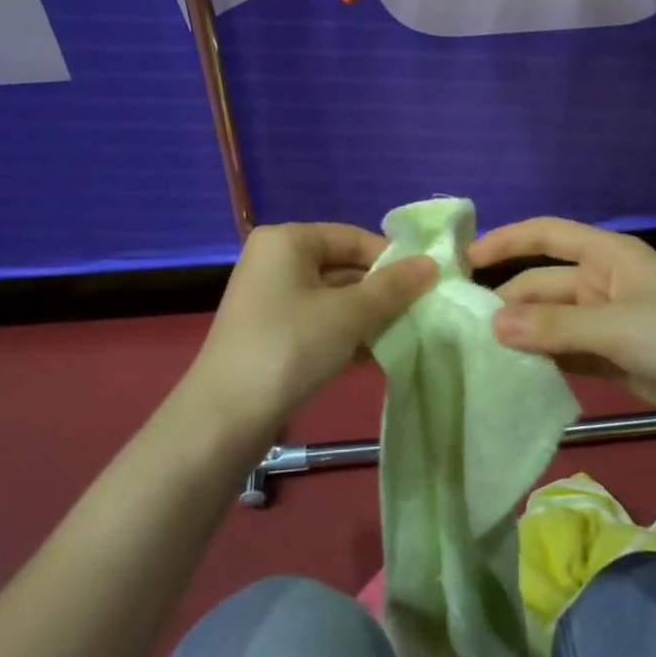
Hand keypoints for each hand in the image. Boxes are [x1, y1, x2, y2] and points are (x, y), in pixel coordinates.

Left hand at [184, 223, 436, 440]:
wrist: (223, 419)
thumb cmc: (289, 348)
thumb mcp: (349, 315)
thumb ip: (392, 287)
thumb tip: (431, 263)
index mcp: (287, 240)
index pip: (352, 237)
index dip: (391, 260)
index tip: (426, 285)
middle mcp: (274, 259)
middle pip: (342, 266)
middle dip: (380, 292)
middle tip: (418, 314)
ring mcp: (268, 296)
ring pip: (331, 297)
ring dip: (366, 317)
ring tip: (402, 337)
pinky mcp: (268, 330)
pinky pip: (316, 320)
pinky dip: (343, 333)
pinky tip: (372, 357)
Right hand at [472, 217, 655, 456]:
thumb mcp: (615, 328)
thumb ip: (552, 326)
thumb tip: (492, 325)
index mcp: (607, 255)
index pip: (546, 235)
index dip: (506, 241)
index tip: (464, 260)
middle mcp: (603, 282)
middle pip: (544, 283)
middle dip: (509, 301)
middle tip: (461, 327)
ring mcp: (609, 323)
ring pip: (553, 322)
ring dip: (523, 334)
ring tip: (477, 353)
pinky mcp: (616, 359)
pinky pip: (568, 353)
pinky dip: (545, 361)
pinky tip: (515, 375)